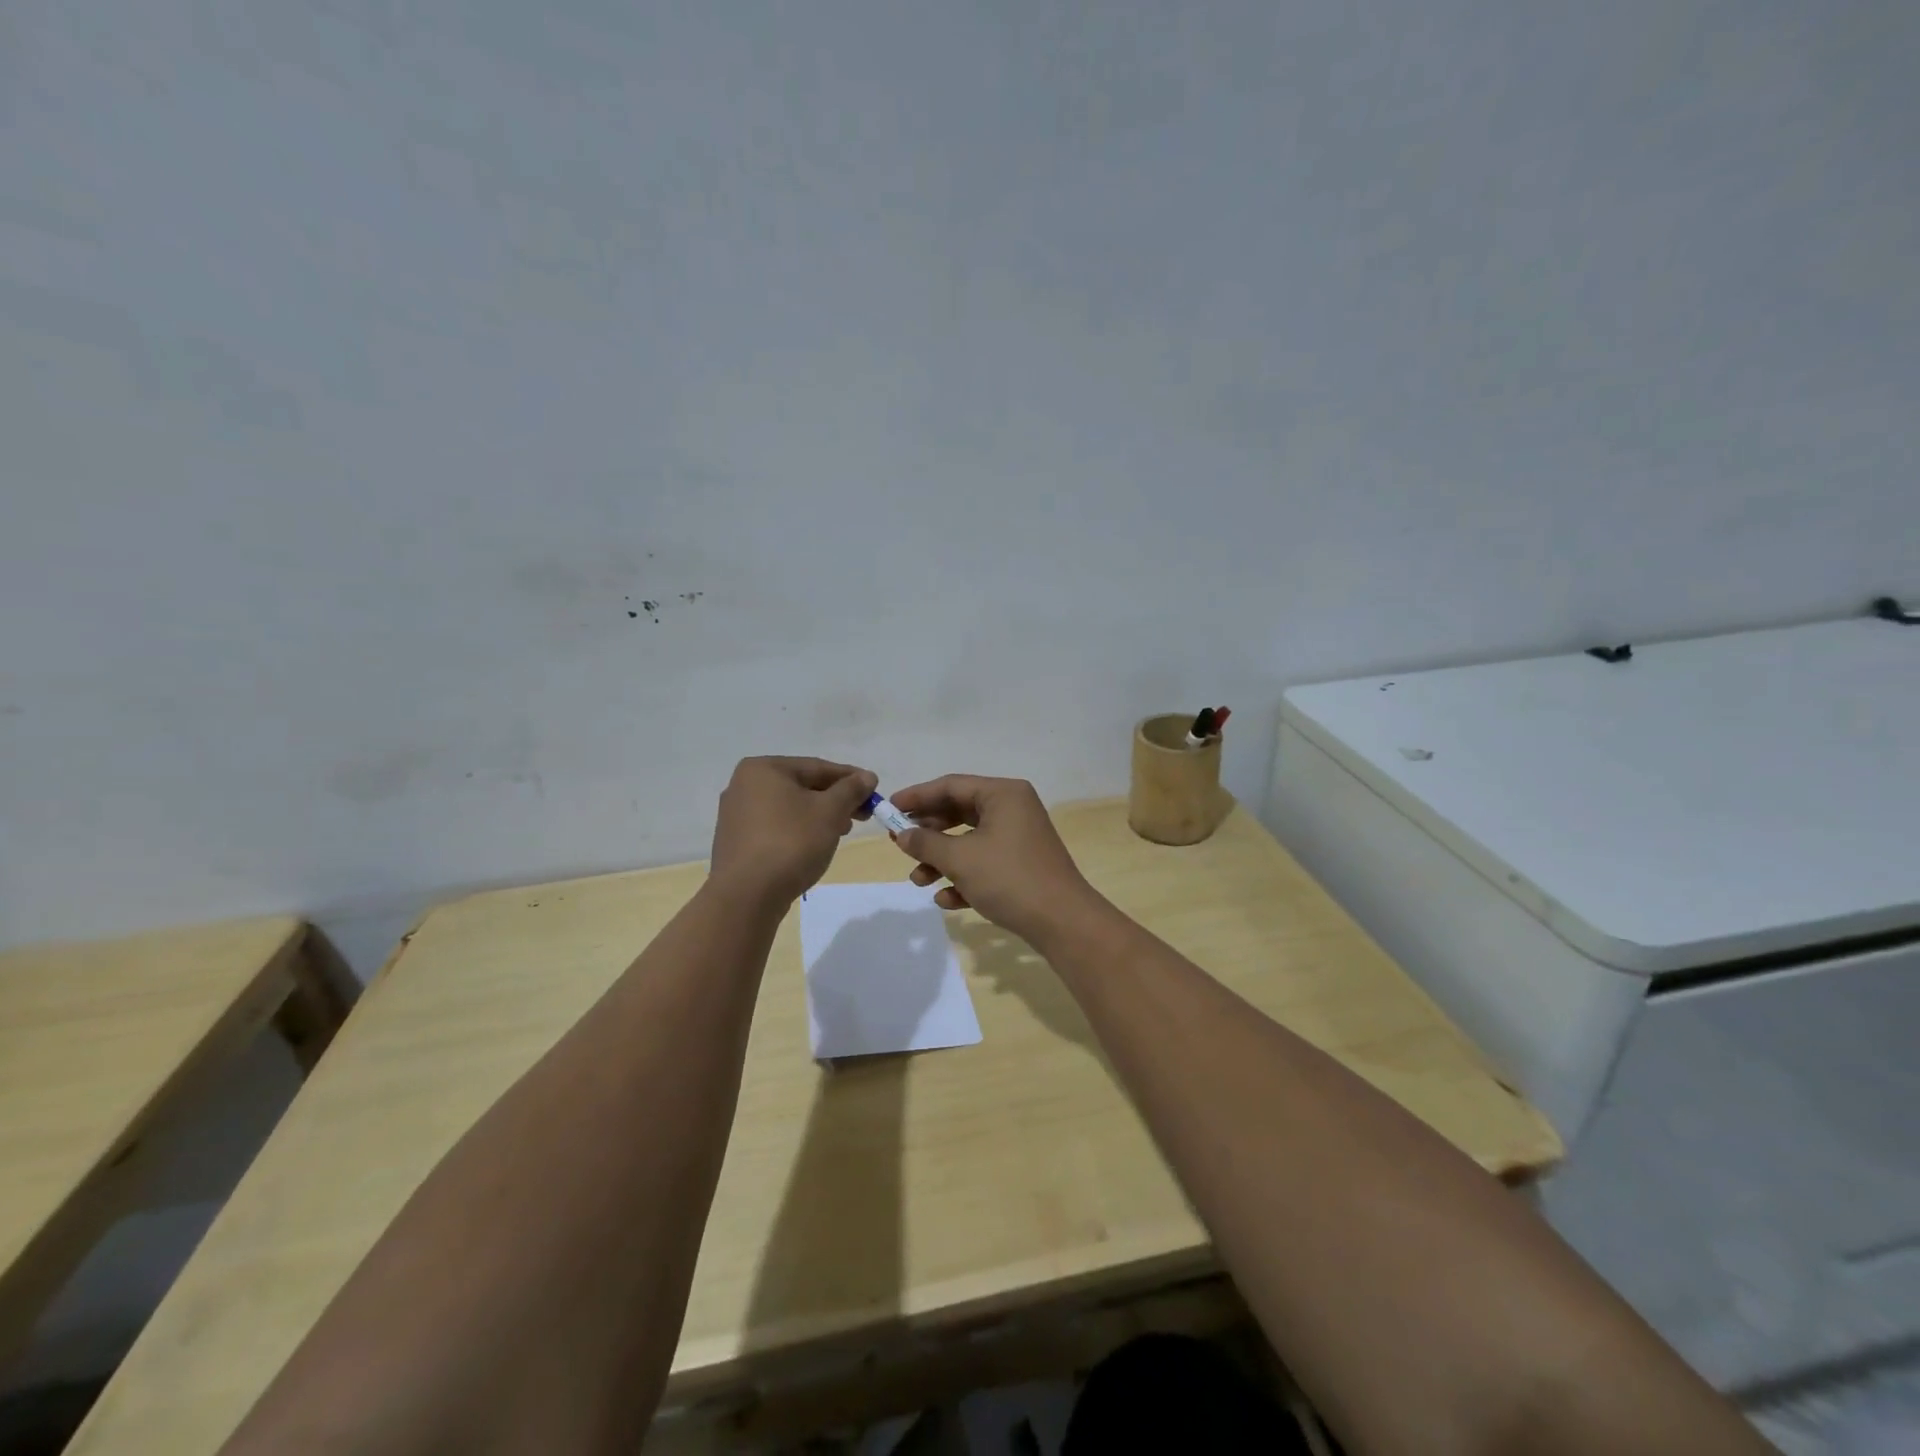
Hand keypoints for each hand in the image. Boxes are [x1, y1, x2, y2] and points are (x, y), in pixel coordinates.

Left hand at [710, 757, 877, 905]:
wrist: (747, 896)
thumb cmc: (791, 842)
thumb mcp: (830, 812)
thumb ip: (851, 790)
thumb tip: (867, 776)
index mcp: (763, 769)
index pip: (817, 767)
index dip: (850, 778)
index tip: (873, 789)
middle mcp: (743, 785)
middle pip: (802, 786)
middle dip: (835, 799)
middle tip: (863, 814)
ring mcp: (736, 815)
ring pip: (789, 808)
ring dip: (819, 815)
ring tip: (842, 831)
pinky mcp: (736, 841)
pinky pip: (775, 826)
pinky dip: (798, 830)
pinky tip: (814, 844)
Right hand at [889, 776, 1104, 944]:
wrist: (1062, 922)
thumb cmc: (1009, 878)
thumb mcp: (960, 859)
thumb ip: (926, 843)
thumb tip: (902, 835)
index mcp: (1002, 794)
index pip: (951, 785)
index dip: (917, 796)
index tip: (889, 809)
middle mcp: (1012, 809)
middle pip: (958, 812)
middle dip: (928, 833)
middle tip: (900, 845)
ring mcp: (1019, 838)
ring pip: (969, 841)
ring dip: (941, 860)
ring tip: (919, 881)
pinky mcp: (1021, 865)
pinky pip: (984, 863)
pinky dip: (963, 877)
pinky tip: (946, 899)